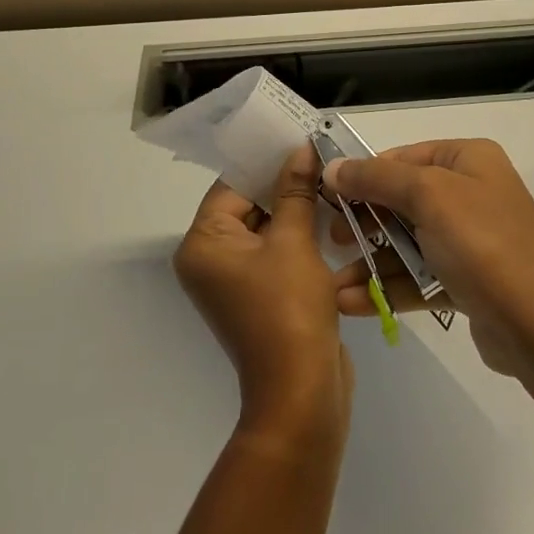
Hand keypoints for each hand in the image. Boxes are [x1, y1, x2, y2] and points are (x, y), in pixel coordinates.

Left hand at [174, 146, 351, 442]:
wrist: (301, 391)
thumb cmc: (289, 309)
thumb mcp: (294, 241)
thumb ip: (295, 191)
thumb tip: (300, 149)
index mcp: (203, 244)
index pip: (232, 185)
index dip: (266, 162)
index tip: (299, 141)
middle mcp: (209, 260)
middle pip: (246, 206)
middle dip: (283, 184)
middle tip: (320, 159)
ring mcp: (233, 281)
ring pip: (264, 229)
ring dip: (294, 210)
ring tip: (329, 183)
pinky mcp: (257, 296)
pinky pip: (273, 253)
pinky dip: (296, 237)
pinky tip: (328, 218)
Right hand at [324, 139, 533, 377]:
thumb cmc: (482, 245)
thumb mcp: (428, 197)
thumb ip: (376, 179)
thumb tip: (332, 167)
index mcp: (468, 160)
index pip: (403, 157)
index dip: (363, 175)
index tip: (326, 197)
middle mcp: (471, 192)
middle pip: (403, 199)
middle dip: (364, 222)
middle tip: (332, 241)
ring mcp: (470, 239)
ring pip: (408, 241)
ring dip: (371, 262)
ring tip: (333, 285)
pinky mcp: (467, 280)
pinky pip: (420, 275)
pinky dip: (389, 286)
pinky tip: (353, 303)